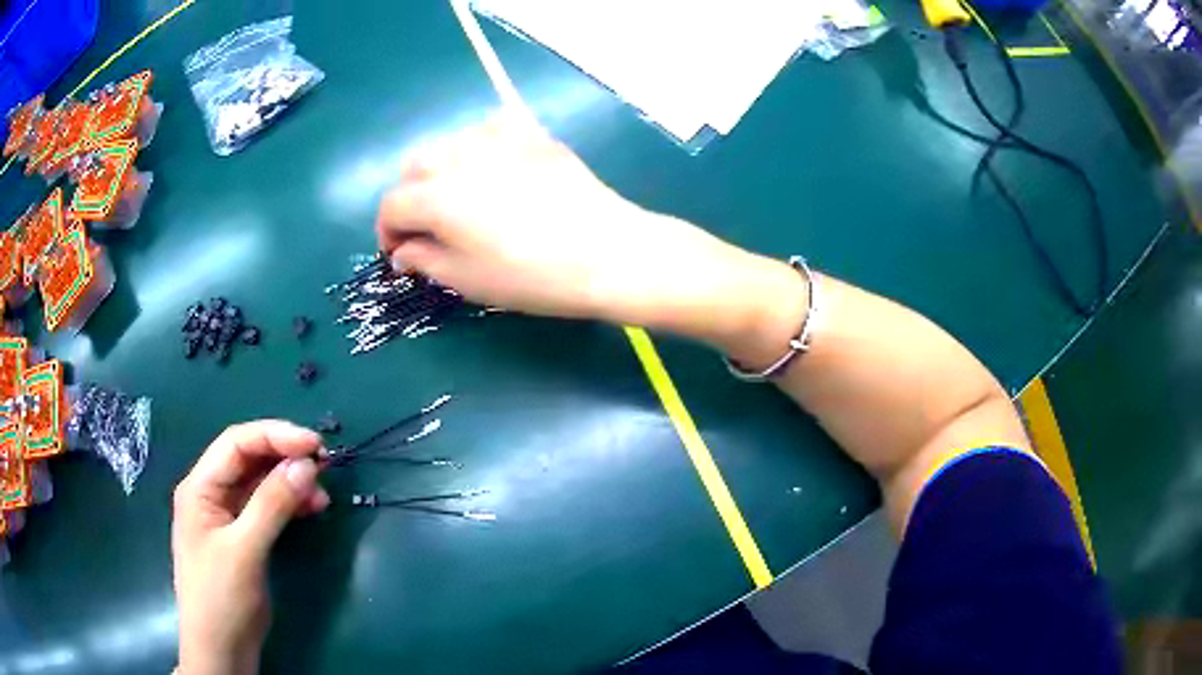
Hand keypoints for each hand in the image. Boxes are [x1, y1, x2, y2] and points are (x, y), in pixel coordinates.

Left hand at [172, 421, 328, 674]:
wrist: (221, 649)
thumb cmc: (221, 597)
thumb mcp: (245, 550)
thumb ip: (272, 505)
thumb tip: (306, 465)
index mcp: (200, 487)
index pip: (236, 443)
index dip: (275, 436)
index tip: (314, 445)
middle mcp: (211, 493)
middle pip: (248, 459)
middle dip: (285, 456)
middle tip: (324, 464)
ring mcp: (227, 516)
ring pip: (260, 483)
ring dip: (290, 482)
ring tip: (322, 494)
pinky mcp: (243, 537)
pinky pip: (267, 508)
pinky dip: (289, 504)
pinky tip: (311, 509)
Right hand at [376, 116, 777, 340]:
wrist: (608, 252)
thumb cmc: (534, 277)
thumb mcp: (469, 280)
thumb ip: (425, 259)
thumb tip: (403, 250)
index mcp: (437, 196)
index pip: (392, 205)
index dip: (387, 232)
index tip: (399, 254)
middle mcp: (460, 156)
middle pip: (413, 167)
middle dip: (410, 198)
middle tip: (426, 230)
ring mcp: (500, 138)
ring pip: (447, 143)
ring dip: (439, 170)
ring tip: (458, 198)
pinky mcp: (533, 133)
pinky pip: (490, 127)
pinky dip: (478, 145)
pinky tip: (492, 168)